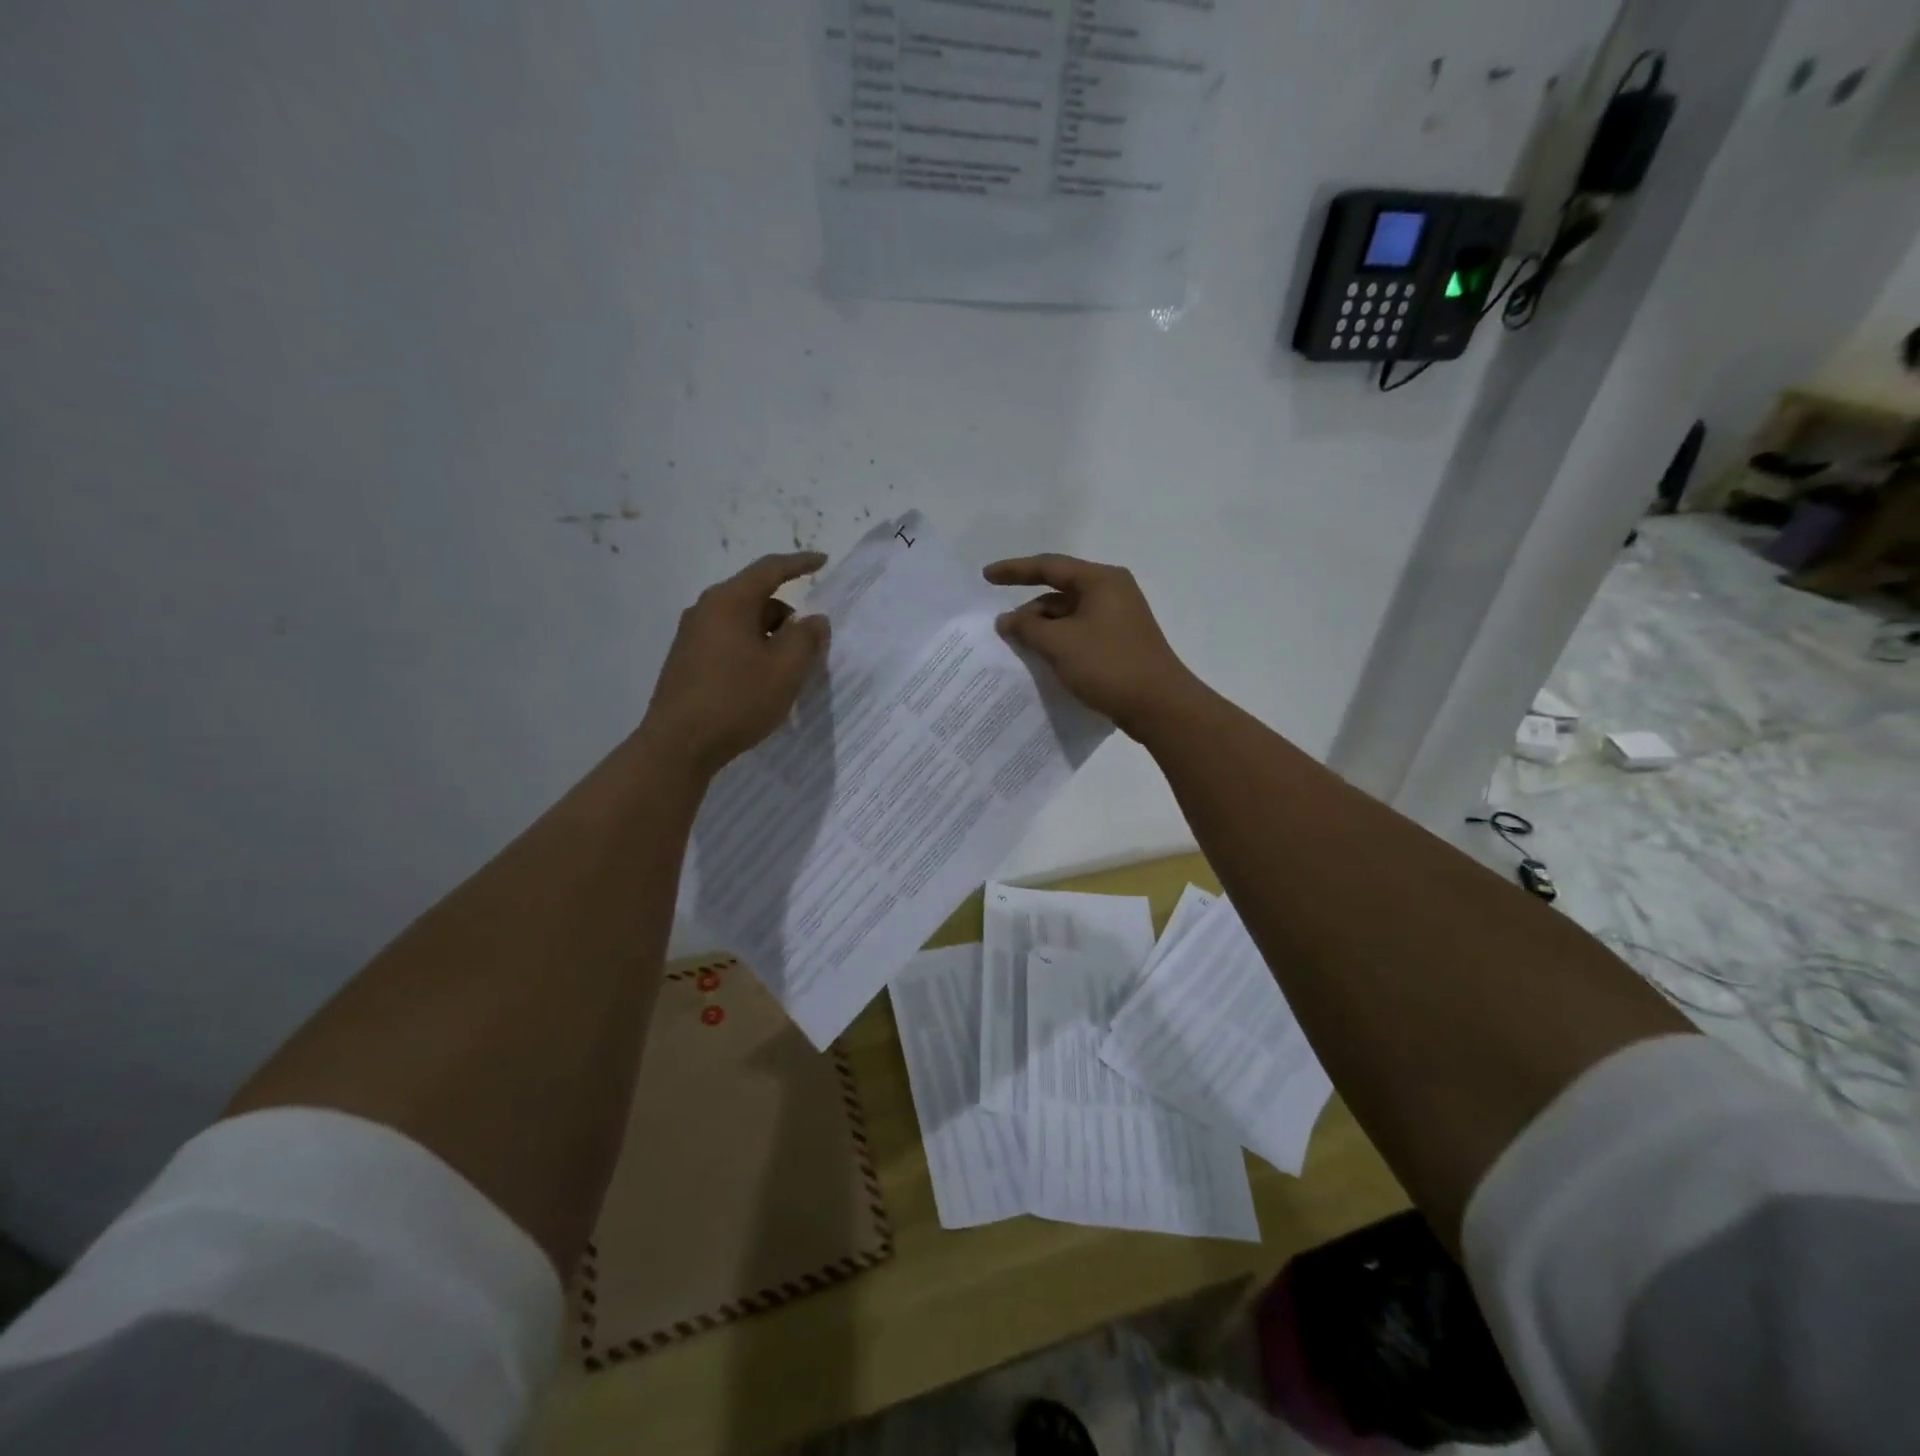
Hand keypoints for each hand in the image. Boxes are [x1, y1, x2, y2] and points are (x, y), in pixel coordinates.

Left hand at [641, 552, 830, 775]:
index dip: (800, 563)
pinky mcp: (687, 661)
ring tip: (789, 671)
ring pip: (743, 623)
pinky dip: (753, 652)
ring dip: (771, 638)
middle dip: (788, 616)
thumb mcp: (785, 670)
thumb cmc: (737, 700)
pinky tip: (762, 682)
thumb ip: (806, 639)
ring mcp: (692, 636)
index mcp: (729, 602)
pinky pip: (729, 642)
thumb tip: (814, 620)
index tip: (823, 561)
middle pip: (757, 598)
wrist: (678, 745)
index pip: (770, 570)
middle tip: (812, 644)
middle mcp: (706, 610)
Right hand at [983, 554, 1202, 738]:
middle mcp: (1111, 592)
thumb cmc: (1108, 665)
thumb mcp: (1059, 644)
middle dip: (1029, 610)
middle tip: (1003, 631)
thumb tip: (1006, 619)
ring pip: (1068, 616)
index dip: (1014, 570)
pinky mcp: (1119, 642)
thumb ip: (1027, 627)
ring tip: (1019, 649)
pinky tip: (1043, 660)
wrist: (1159, 705)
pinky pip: (1080, 633)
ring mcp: (1118, 618)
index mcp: (1100, 581)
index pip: (1049, 566)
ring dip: (1043, 629)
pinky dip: (1059, 642)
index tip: (986, 577)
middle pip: (1058, 592)